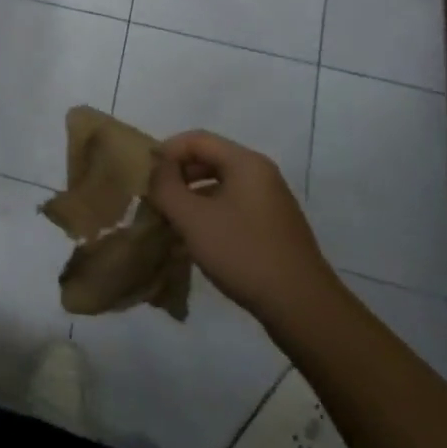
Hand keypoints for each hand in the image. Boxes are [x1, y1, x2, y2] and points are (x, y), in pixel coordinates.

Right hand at [145, 130, 338, 322]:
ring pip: (218, 187)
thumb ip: (165, 186)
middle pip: (208, 160)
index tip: (144, 175)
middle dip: (176, 176)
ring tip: (167, 221)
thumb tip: (155, 169)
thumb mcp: (192, 217)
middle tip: (153, 197)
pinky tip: (191, 242)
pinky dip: (207, 216)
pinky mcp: (271, 229)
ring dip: (189, 198)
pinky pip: (231, 209)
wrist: (302, 308)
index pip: (196, 139)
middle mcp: (261, 176)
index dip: (166, 151)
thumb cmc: (243, 253)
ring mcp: (269, 203)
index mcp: (246, 164)